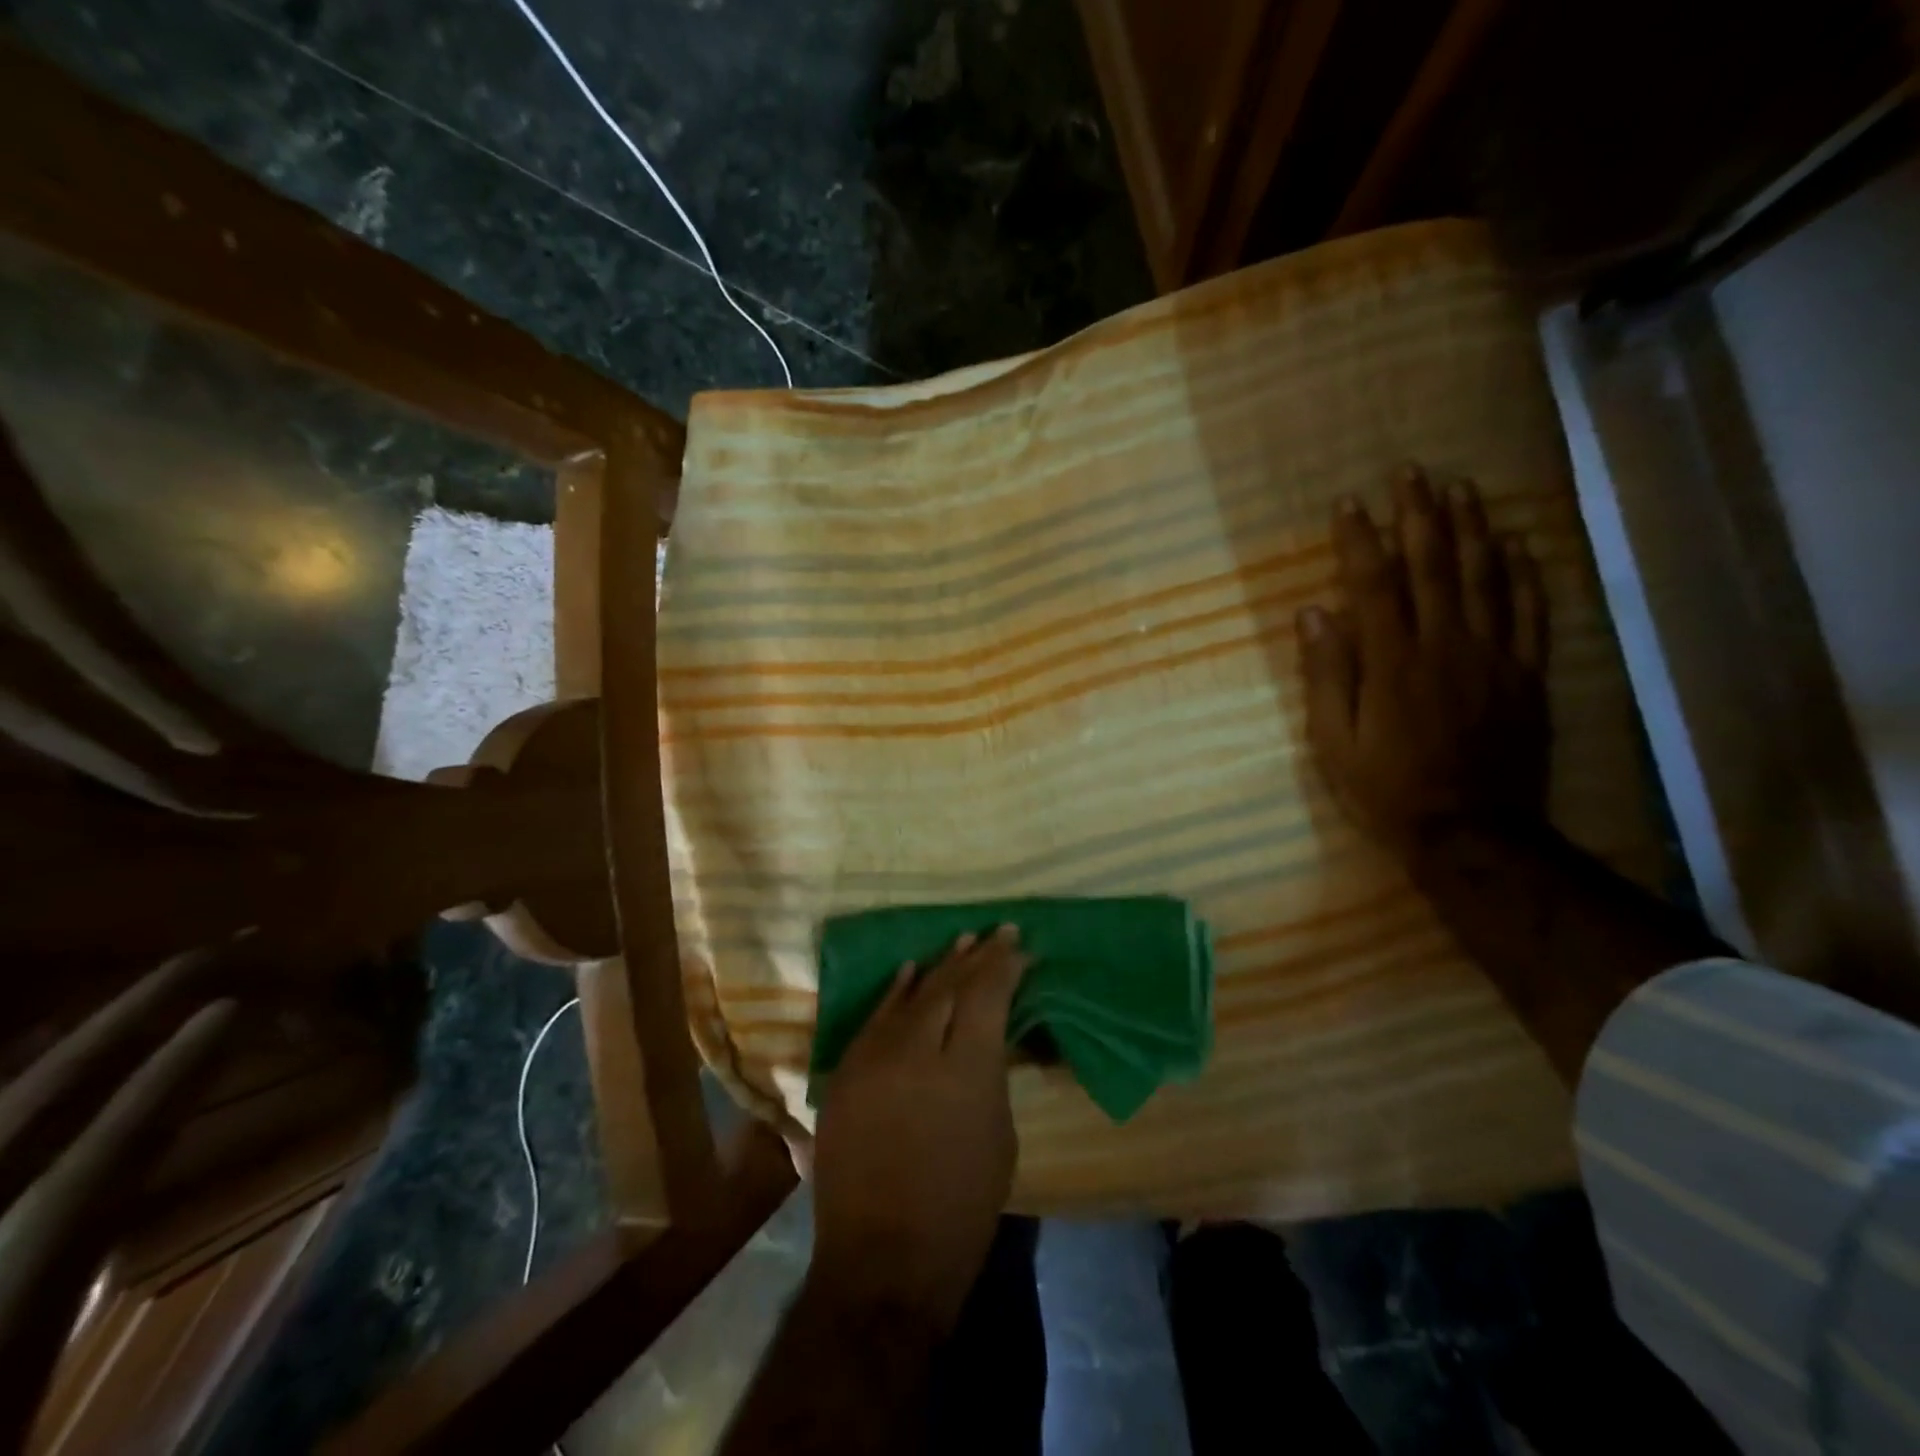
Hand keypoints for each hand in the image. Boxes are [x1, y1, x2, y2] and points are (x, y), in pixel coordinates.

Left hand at [810, 926, 1030, 1329]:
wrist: (883, 1260)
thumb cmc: (961, 1207)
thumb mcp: (999, 1135)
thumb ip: (992, 1073)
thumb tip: (988, 1034)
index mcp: (965, 1070)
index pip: (986, 995)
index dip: (1003, 965)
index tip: (1017, 944)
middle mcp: (916, 1051)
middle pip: (948, 986)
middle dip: (975, 956)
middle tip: (994, 933)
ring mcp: (872, 1058)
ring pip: (909, 994)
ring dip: (937, 967)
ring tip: (960, 941)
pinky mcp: (844, 1072)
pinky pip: (874, 1019)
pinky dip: (895, 993)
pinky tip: (908, 971)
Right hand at [1297, 464, 1550, 866]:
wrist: (1471, 833)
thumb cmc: (1387, 789)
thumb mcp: (1334, 742)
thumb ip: (1326, 675)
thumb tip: (1313, 613)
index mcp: (1392, 662)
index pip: (1373, 584)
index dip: (1360, 539)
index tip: (1349, 503)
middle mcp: (1445, 645)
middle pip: (1434, 566)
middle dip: (1420, 515)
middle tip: (1412, 472)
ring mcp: (1494, 657)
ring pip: (1486, 577)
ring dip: (1473, 528)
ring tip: (1462, 489)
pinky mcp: (1527, 675)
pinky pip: (1531, 613)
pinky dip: (1525, 574)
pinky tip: (1518, 544)